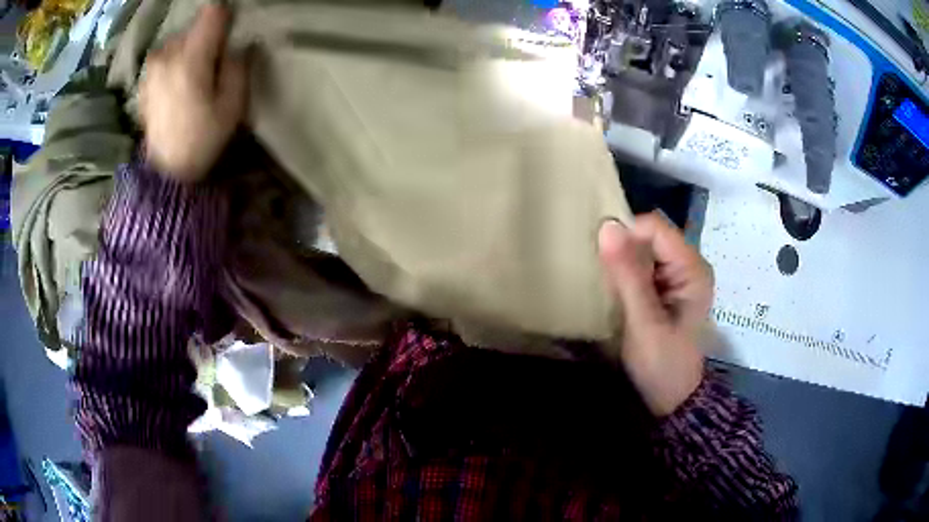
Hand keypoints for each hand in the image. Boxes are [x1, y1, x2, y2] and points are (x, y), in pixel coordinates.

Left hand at [140, 4, 246, 182]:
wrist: (165, 171)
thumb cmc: (201, 139)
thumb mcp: (233, 105)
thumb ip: (238, 65)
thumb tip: (237, 46)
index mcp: (191, 58)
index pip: (212, 13)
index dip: (225, 18)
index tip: (230, 33)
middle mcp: (167, 55)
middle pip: (195, 27)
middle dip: (207, 40)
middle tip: (212, 67)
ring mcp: (152, 67)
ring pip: (179, 41)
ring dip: (189, 51)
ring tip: (193, 78)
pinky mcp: (145, 78)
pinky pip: (165, 56)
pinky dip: (174, 62)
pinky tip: (177, 86)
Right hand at [598, 213, 713, 415]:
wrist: (672, 398)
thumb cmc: (662, 363)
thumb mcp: (643, 321)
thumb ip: (628, 274)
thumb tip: (607, 226)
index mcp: (692, 269)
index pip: (656, 228)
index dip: (627, 233)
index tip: (601, 254)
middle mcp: (689, 265)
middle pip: (652, 235)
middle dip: (623, 245)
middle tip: (599, 269)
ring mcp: (679, 276)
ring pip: (645, 249)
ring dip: (623, 258)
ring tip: (604, 278)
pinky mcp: (667, 288)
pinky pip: (643, 265)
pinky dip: (626, 271)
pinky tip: (615, 288)